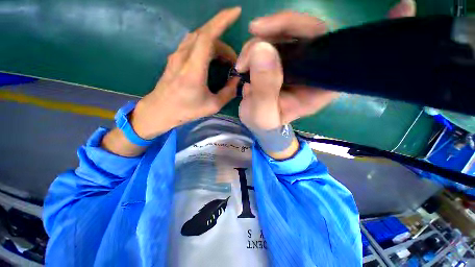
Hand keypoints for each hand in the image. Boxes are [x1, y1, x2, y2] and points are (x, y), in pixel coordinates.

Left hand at [101, 7, 240, 156]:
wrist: (159, 111)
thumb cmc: (185, 111)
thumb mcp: (212, 106)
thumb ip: (227, 93)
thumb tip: (236, 81)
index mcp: (193, 70)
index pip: (207, 36)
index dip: (221, 21)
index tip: (235, 12)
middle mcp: (183, 57)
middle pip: (205, 36)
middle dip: (224, 44)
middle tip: (233, 61)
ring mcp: (177, 55)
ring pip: (198, 38)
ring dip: (215, 45)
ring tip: (225, 61)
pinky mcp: (174, 58)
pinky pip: (193, 44)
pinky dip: (206, 47)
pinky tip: (212, 59)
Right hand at [237, 0, 415, 126]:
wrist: (259, 124)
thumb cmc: (265, 125)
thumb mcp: (263, 114)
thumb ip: (264, 89)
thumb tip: (261, 49)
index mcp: (319, 88)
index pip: (350, 57)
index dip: (375, 33)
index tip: (404, 7)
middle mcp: (314, 71)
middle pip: (312, 32)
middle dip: (281, 26)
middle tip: (255, 31)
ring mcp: (297, 63)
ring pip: (288, 33)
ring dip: (262, 39)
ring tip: (243, 62)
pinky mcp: (282, 60)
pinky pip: (275, 39)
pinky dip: (259, 41)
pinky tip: (246, 56)